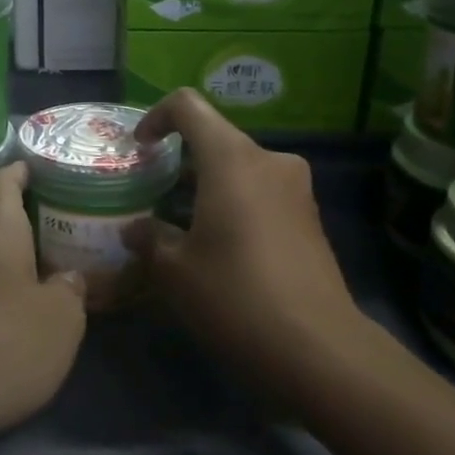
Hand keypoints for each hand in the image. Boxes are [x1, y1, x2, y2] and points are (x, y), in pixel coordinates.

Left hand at [0, 163, 87, 454]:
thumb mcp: (60, 319)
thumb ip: (70, 293)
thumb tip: (65, 280)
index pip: (2, 184)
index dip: (20, 171)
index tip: (37, 165)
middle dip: (28, 228)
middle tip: (65, 230)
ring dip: (16, 271)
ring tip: (54, 278)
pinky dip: (1, 306)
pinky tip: (24, 325)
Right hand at [125, 89, 361, 390]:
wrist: (318, 348)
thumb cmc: (235, 296)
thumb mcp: (176, 271)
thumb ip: (150, 239)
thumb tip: (135, 231)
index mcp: (232, 158)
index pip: (188, 106)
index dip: (157, 118)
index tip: (139, 149)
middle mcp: (269, 160)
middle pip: (215, 140)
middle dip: (180, 163)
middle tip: (152, 197)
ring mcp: (296, 189)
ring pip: (240, 169)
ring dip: (206, 188)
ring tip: (179, 227)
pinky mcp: (310, 217)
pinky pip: (262, 193)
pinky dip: (234, 205)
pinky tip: (218, 247)